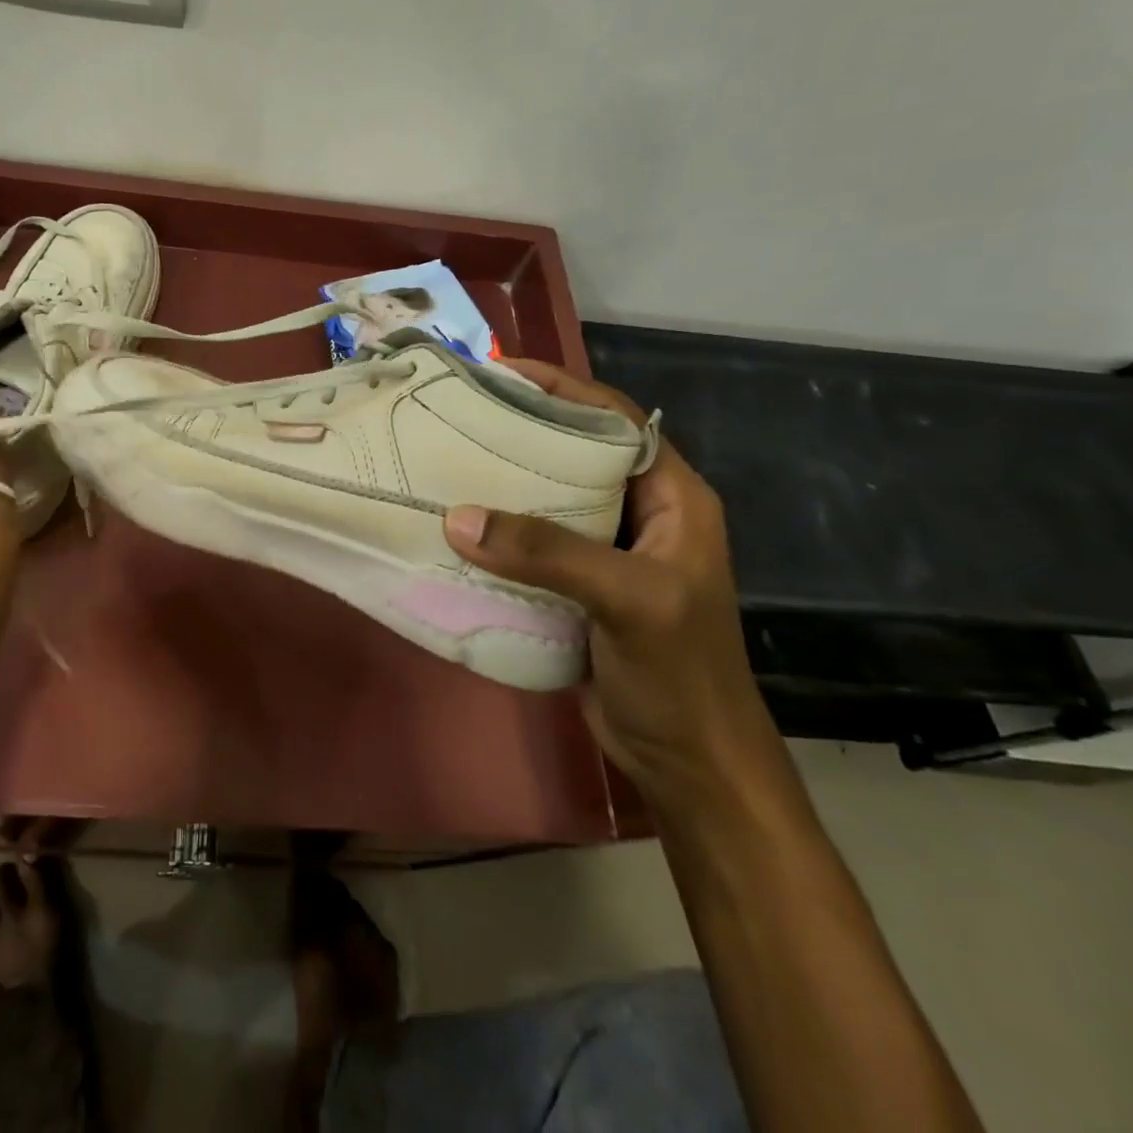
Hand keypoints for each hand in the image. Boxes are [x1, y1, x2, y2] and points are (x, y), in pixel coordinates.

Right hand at [442, 360, 778, 804]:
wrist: (687, 761)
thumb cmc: (679, 673)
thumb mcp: (628, 599)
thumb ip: (549, 553)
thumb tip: (458, 518)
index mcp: (672, 497)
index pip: (616, 420)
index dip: (563, 389)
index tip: (500, 371)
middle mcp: (638, 513)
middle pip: (574, 453)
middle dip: (520, 430)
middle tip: (457, 414)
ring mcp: (604, 552)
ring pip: (546, 498)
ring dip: (502, 483)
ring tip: (445, 461)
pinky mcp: (574, 586)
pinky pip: (530, 543)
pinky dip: (495, 532)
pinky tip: (455, 526)